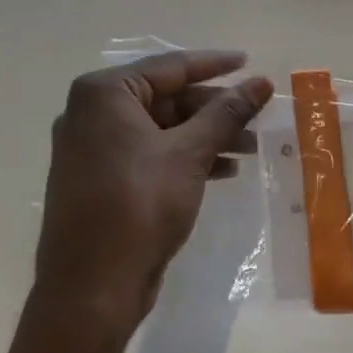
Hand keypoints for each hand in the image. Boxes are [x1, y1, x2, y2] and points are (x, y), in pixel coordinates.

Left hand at [35, 50, 272, 336]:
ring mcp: (93, 149)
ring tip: (250, 147)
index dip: (215, 64)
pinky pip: (150, 154)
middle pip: (167, 97)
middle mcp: (92, 114)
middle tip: (258, 115)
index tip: (250, 63)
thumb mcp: (190, 153)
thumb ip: (227, 113)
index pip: (171, 67)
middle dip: (215, 109)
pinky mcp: (101, 180)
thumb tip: (261, 82)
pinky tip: (223, 170)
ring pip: (162, 128)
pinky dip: (186, 157)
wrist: (91, 289)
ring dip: (207, 135)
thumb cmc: (139, 206)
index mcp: (104, 94)